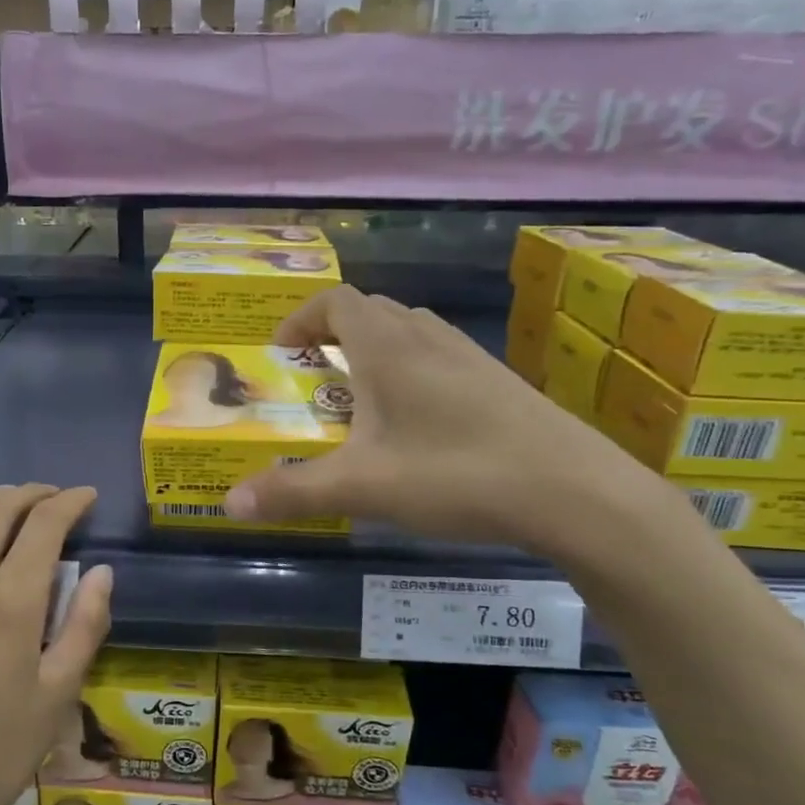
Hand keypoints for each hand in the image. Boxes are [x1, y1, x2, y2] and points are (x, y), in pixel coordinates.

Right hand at [224, 287, 654, 562]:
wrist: (575, 492)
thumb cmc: (457, 475)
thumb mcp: (363, 488)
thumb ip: (292, 492)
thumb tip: (230, 503)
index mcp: (388, 348)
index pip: (337, 301)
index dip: (302, 317)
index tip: (283, 351)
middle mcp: (428, 338)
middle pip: (372, 310)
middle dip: (335, 332)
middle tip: (315, 374)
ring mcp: (470, 356)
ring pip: (410, 330)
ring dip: (376, 348)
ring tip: (361, 395)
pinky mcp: (500, 381)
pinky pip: (441, 355)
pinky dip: (412, 368)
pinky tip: (418, 422)